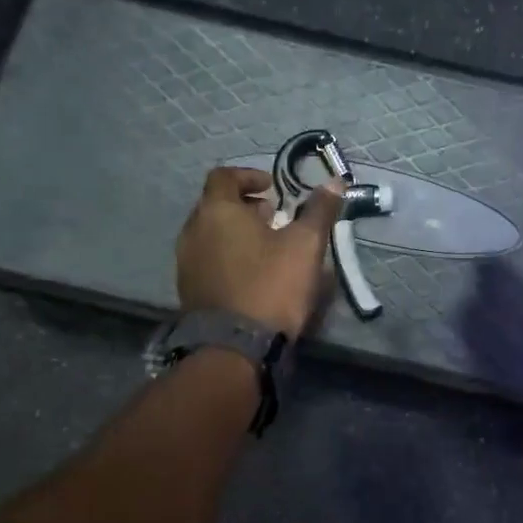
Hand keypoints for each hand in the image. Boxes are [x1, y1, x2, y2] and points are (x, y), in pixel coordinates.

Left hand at [176, 167, 344, 337]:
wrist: (235, 346)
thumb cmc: (271, 285)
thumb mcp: (305, 245)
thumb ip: (319, 211)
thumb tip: (336, 181)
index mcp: (217, 211)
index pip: (224, 176)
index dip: (249, 176)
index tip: (273, 189)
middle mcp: (193, 230)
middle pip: (216, 205)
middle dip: (244, 206)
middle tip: (273, 218)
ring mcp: (186, 261)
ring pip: (210, 234)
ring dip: (235, 233)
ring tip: (265, 247)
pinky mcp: (188, 289)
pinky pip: (207, 259)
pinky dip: (226, 256)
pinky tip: (250, 274)